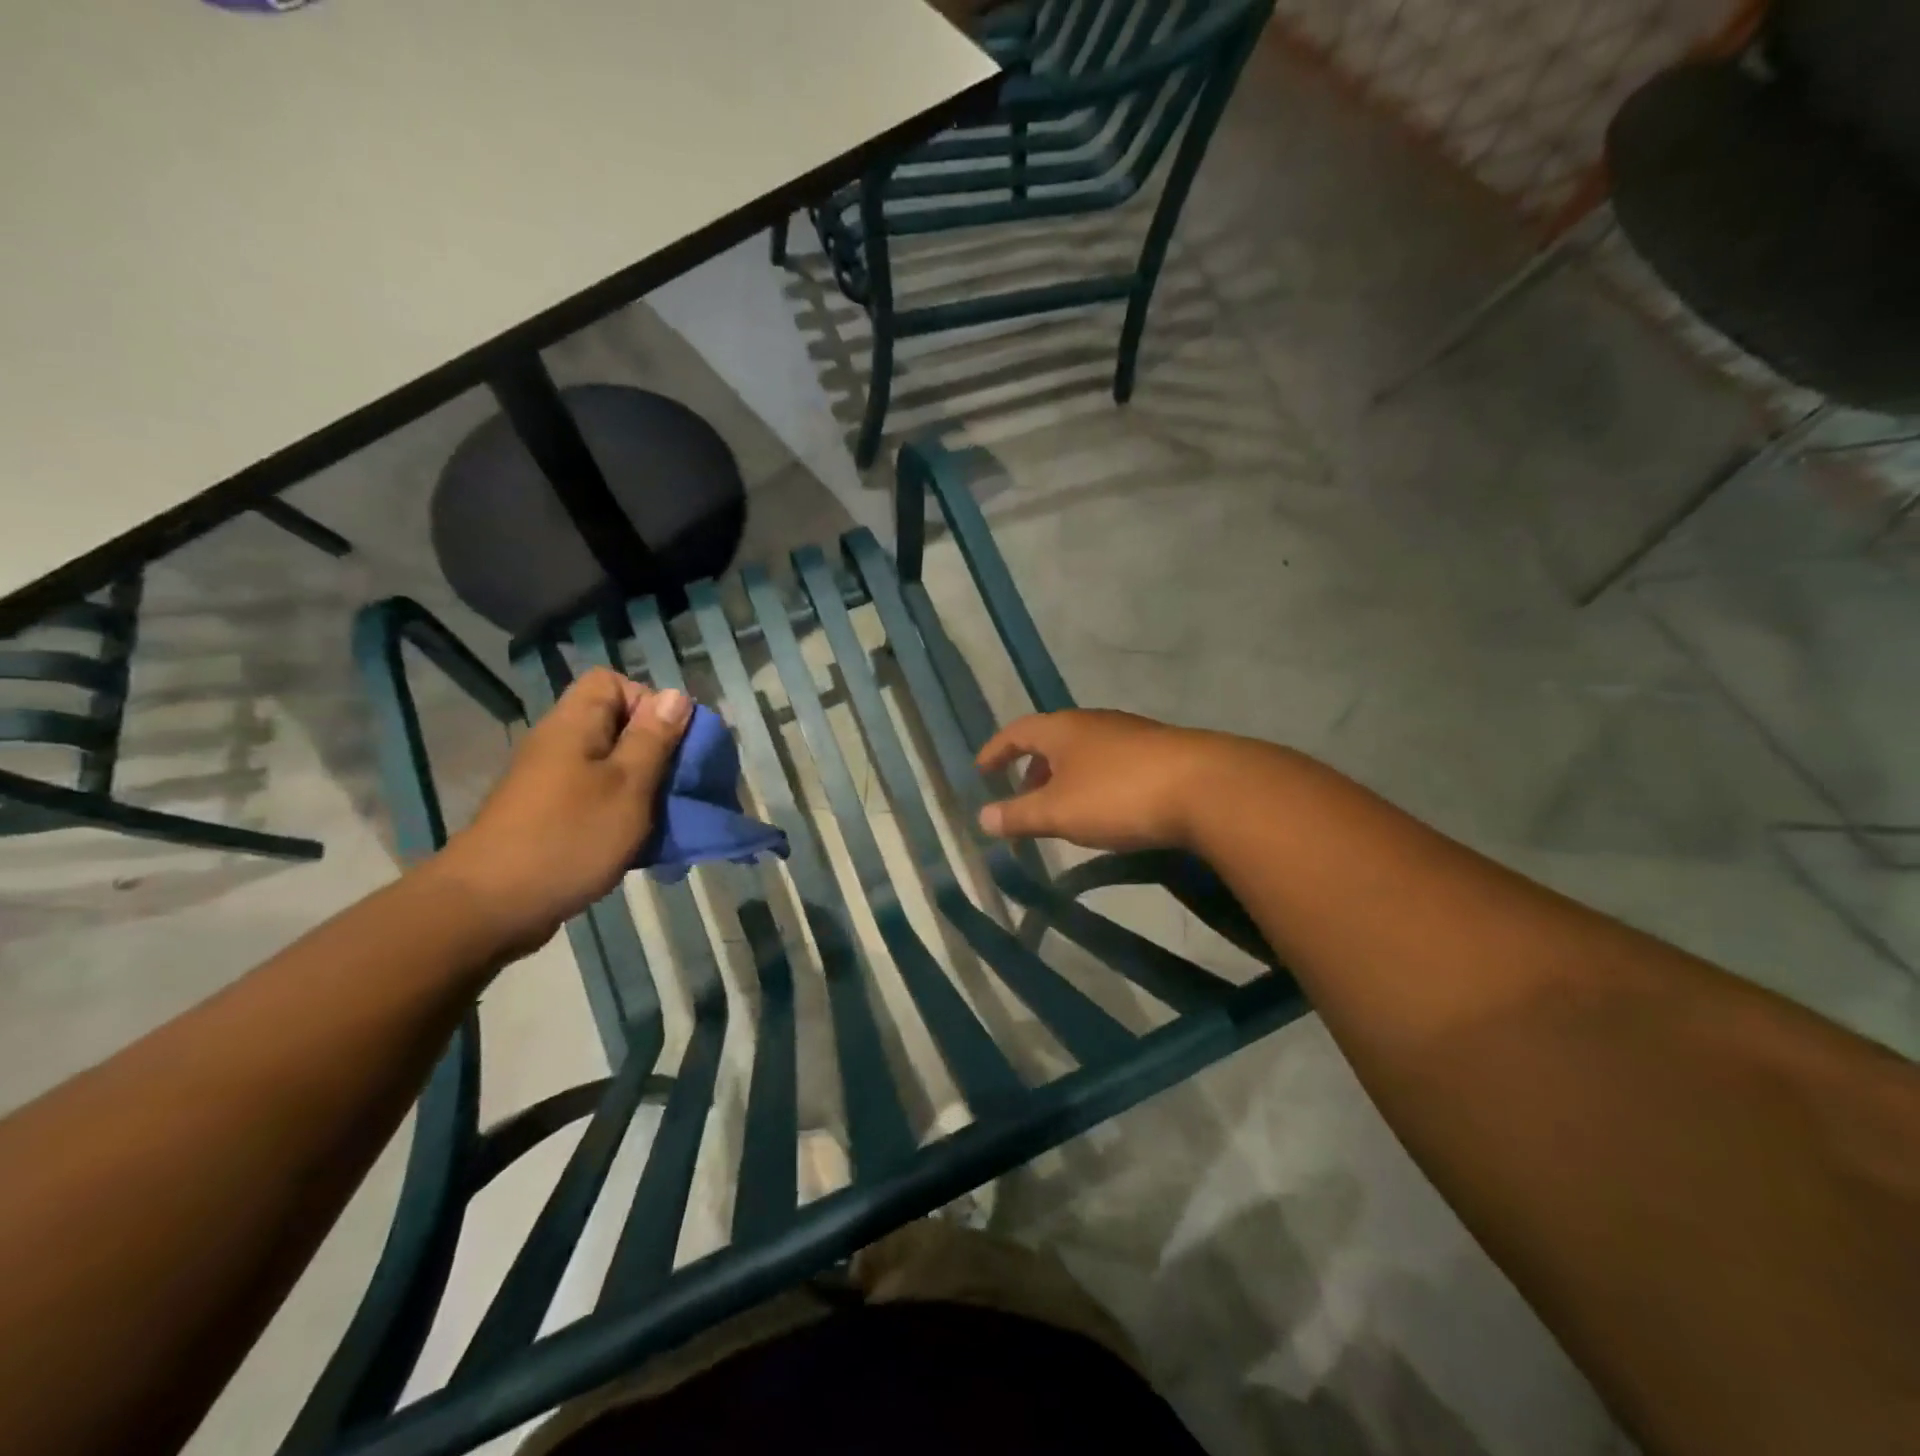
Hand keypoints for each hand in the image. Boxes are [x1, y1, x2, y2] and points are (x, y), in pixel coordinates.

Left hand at [433, 669, 692, 957]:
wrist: (489, 907)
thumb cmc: (568, 837)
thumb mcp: (628, 785)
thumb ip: (654, 740)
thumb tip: (675, 695)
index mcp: (575, 725)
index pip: (611, 682)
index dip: (647, 702)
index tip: (669, 741)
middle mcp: (559, 744)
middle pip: (616, 725)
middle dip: (655, 750)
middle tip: (675, 784)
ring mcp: (550, 783)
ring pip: (610, 766)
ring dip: (642, 787)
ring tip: (663, 817)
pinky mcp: (548, 816)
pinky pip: (595, 798)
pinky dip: (621, 813)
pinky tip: (637, 843)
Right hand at [975, 709, 1267, 852]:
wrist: (1206, 787)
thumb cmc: (1118, 795)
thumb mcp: (1058, 812)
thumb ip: (1018, 815)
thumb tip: (982, 817)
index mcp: (1063, 729)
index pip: (1017, 732)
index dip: (996, 751)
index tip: (981, 770)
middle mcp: (1094, 722)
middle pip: (1052, 739)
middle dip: (1032, 768)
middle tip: (1023, 797)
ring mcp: (1131, 733)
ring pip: (1085, 751)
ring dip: (1065, 776)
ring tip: (1063, 808)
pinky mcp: (1161, 751)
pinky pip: (1112, 762)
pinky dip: (1095, 781)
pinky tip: (1108, 808)